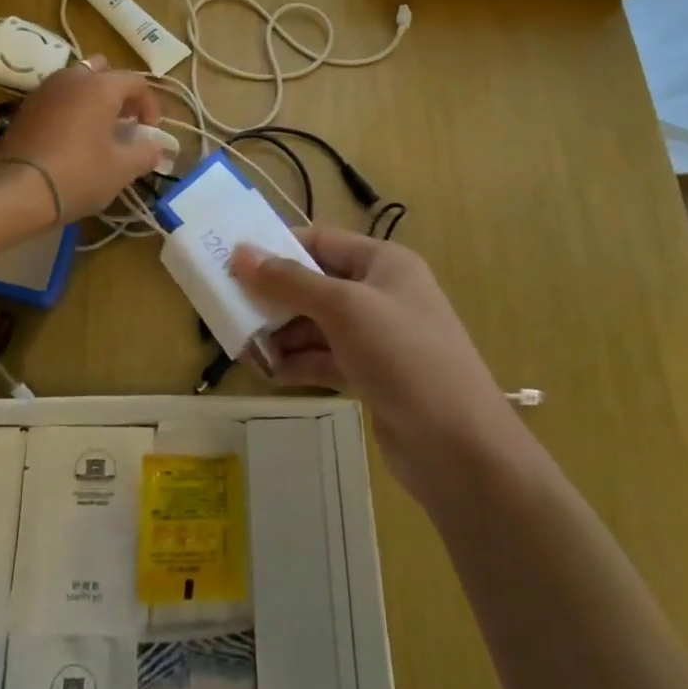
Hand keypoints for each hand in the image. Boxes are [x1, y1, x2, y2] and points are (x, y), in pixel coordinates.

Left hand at [0, 55, 162, 218]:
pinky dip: (70, 109)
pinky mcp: (25, 107)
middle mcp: (73, 78)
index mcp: (101, 86)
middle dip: (118, 93)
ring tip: (98, 130)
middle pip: (103, 72)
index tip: (150, 131)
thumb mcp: (122, 169)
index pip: (136, 82)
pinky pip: (57, 98)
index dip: (150, 105)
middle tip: (124, 121)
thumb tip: (155, 148)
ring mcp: (45, 90)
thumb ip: (146, 153)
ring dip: (92, 99)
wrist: (18, 191)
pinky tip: (72, 137)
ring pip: (77, 82)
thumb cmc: (79, 174)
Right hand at [230, 227, 515, 502]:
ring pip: (317, 325)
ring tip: (241, 344)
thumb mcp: (343, 308)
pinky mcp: (372, 377)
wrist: (459, 447)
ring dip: (281, 333)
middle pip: (316, 284)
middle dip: (275, 296)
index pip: (321, 241)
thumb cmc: (403, 356)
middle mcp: (381, 294)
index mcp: (383, 262)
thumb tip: (240, 253)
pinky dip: (297, 363)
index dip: (278, 247)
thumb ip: (289, 281)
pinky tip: (266, 371)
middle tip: (228, 306)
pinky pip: (325, 359)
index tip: (234, 259)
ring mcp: (378, 338)